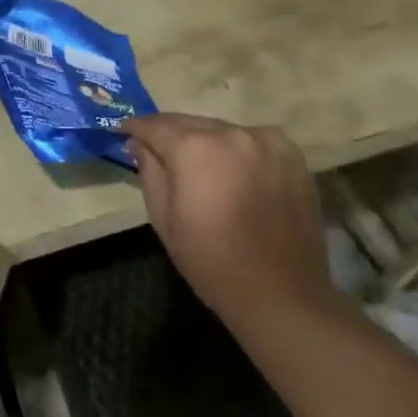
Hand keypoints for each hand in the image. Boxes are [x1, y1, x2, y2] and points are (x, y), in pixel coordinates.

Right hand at [123, 113, 332, 327]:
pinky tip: (232, 171)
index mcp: (194, 148)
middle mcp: (232, 133)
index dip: (136, 128)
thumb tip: (139, 143)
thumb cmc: (210, 259)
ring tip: (196, 163)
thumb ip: (149, 171)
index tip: (124, 131)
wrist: (280, 293)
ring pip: (222, 130)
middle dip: (170, 133)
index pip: (156, 126)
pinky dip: (236, 150)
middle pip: (190, 123)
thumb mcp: (163, 218)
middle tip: (155, 148)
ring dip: (205, 141)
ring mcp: (267, 142)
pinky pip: (253, 142)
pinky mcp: (293, 156)